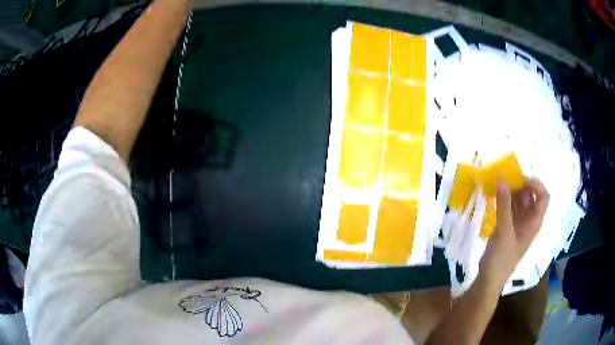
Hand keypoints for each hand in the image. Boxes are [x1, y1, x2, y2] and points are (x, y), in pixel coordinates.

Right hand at [479, 178, 548, 291]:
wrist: (489, 280)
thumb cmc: (501, 259)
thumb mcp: (504, 232)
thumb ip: (504, 205)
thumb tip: (502, 179)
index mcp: (534, 222)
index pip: (543, 196)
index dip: (535, 184)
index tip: (520, 178)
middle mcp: (529, 220)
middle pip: (531, 196)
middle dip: (521, 185)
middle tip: (506, 178)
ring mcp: (518, 223)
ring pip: (519, 201)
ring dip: (511, 191)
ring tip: (499, 183)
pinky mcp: (507, 227)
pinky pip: (509, 208)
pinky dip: (504, 200)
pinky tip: (495, 195)